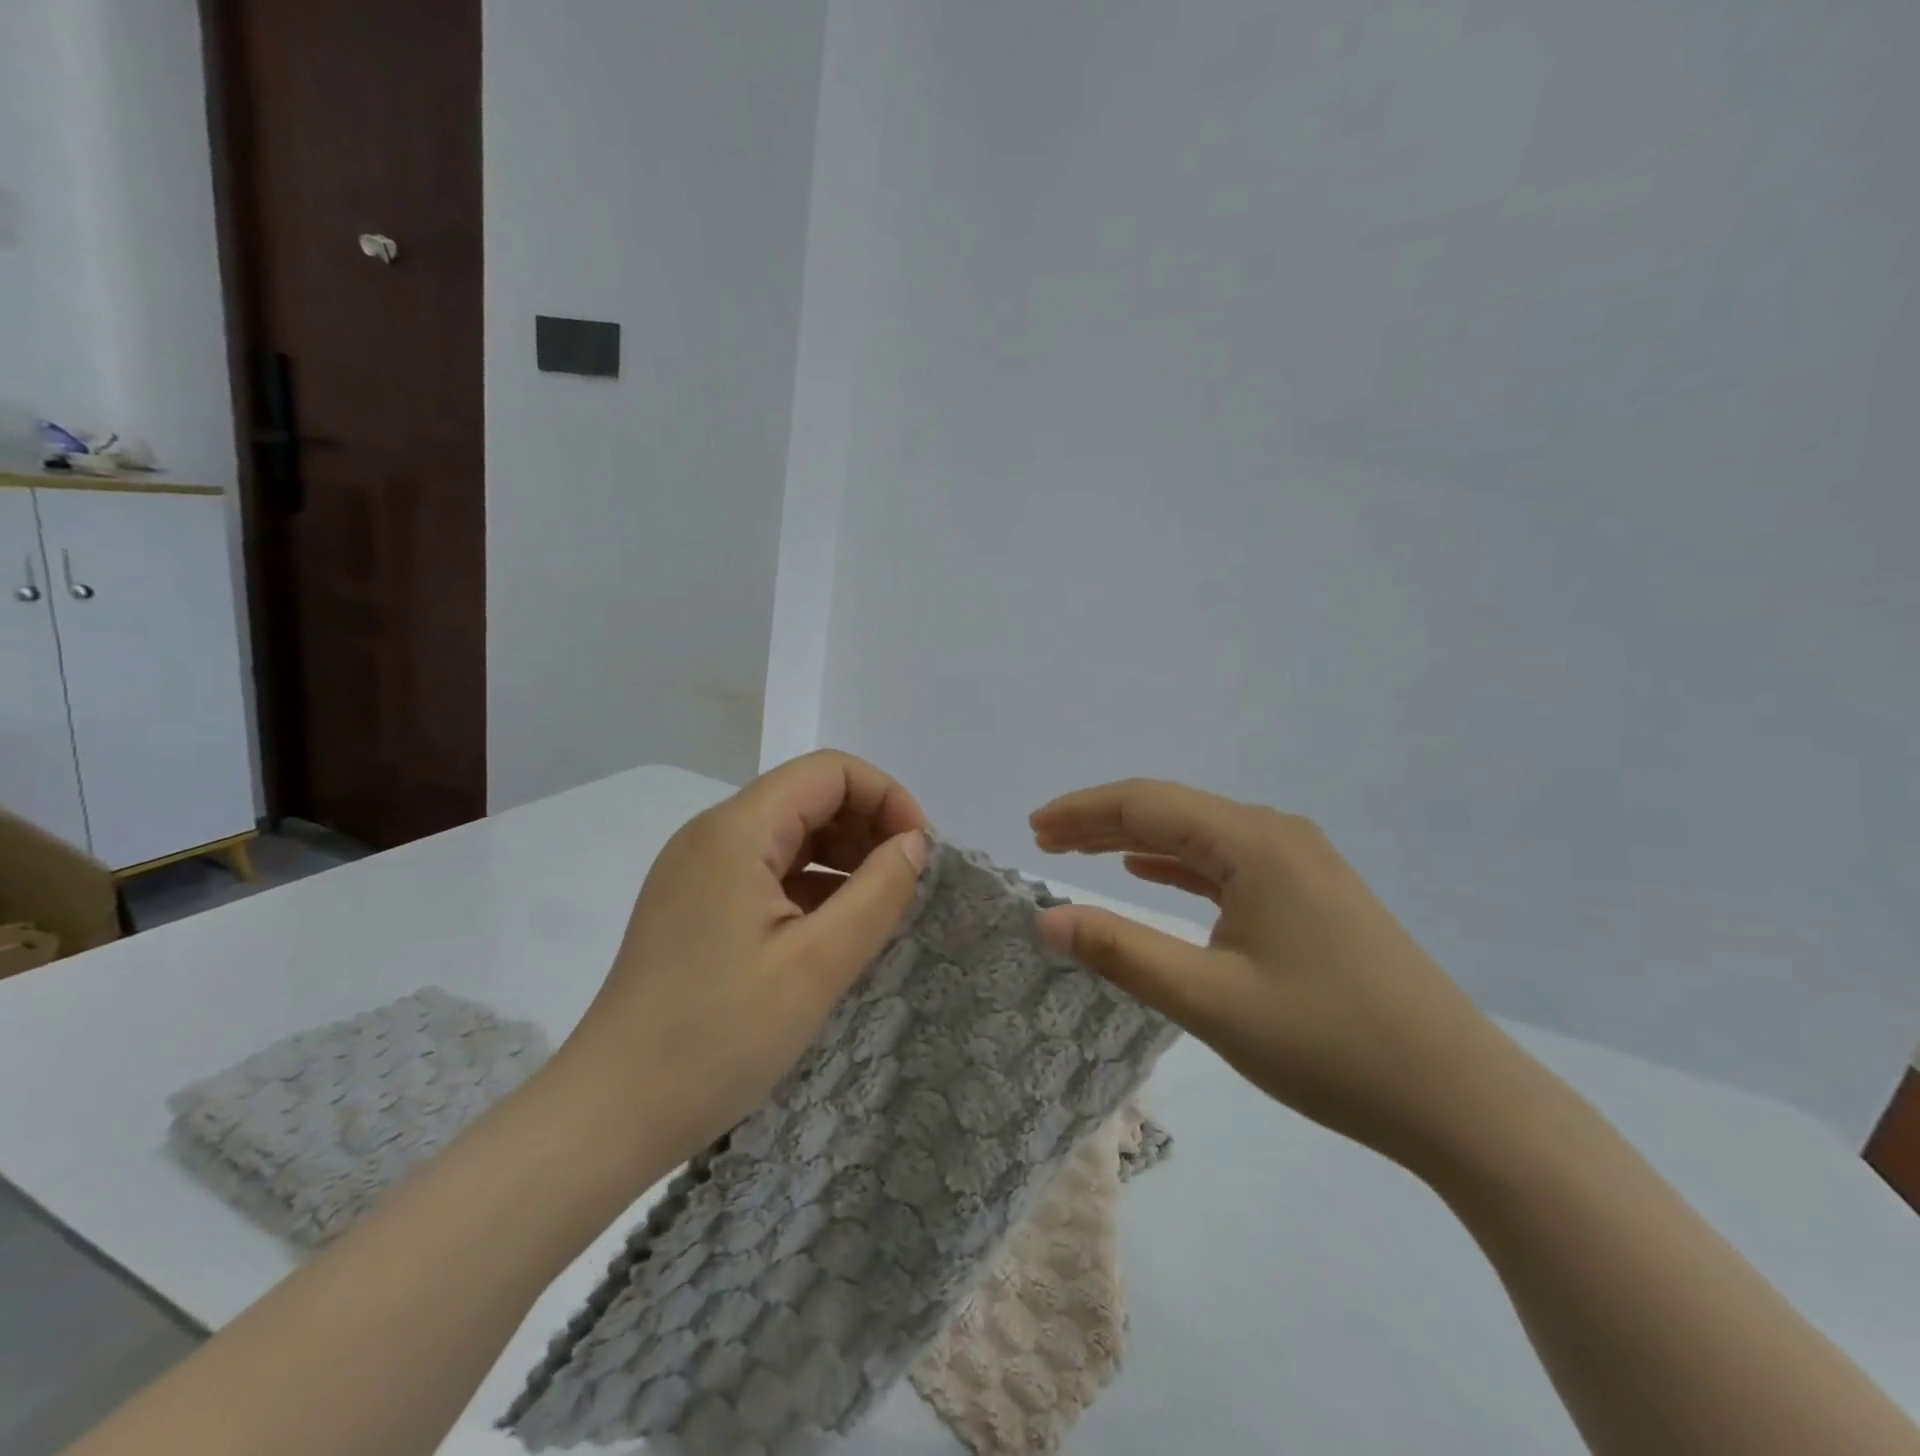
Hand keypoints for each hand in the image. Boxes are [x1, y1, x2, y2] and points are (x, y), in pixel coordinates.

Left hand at [556, 750, 927, 1172]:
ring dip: (842, 858)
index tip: (919, 854)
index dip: (886, 798)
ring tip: (876, 909)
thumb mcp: (818, 964)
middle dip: (867, 827)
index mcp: (736, 830)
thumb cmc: (718, 1037)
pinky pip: (766, 871)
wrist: (609, 1115)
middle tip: (904, 885)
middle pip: (809, 796)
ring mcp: (697, 871)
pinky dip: (810, 885)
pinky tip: (833, 930)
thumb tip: (915, 843)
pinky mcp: (693, 906)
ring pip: (789, 834)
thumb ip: (878, 892)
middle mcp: (711, 835)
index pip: (830, 771)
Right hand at [1029, 779, 1536, 1171]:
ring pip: (1199, 837)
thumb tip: (1045, 918)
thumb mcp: (1209, 1000)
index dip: (1082, 812)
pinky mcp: (1313, 895)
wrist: (1463, 1100)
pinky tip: (1152, 875)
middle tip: (1043, 840)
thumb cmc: (1330, 1044)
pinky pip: (1228, 864)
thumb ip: (1121, 951)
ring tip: (1081, 852)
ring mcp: (1302, 864)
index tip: (1032, 829)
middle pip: (1172, 812)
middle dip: (1102, 822)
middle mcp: (1278, 835)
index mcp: (1253, 842)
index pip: (1146, 805)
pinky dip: (1180, 866)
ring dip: (1137, 842)